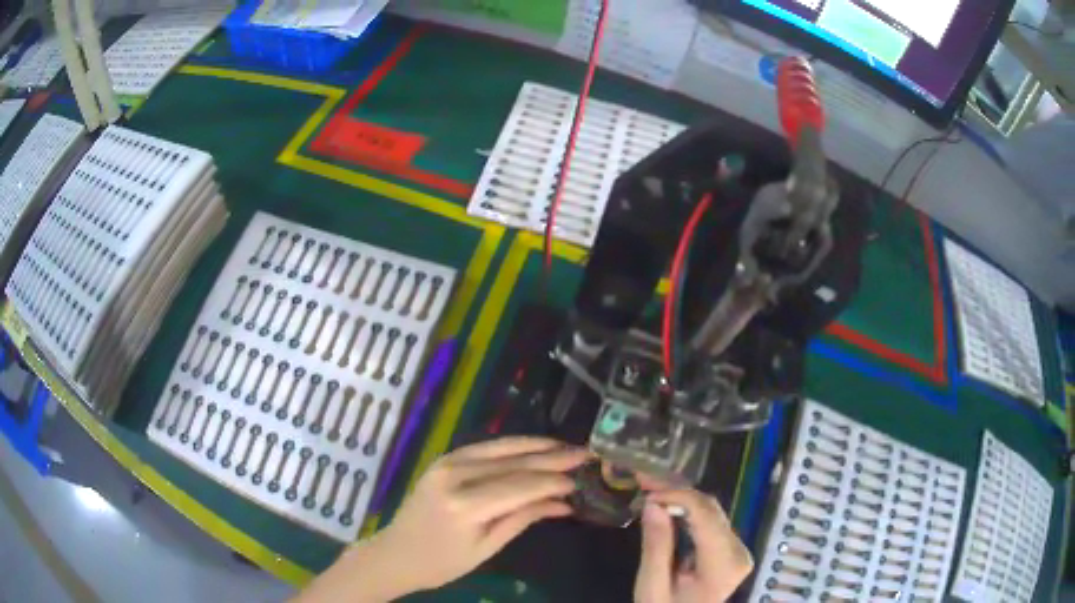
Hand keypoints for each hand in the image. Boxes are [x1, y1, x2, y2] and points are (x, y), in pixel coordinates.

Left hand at [294, 437, 589, 601]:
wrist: (396, 553)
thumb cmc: (442, 563)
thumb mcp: (486, 548)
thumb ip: (523, 519)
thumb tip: (564, 504)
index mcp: (464, 504)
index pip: (520, 486)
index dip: (554, 481)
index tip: (582, 478)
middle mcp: (455, 475)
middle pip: (513, 463)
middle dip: (552, 458)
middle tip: (585, 454)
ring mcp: (447, 462)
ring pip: (501, 448)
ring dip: (536, 446)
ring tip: (566, 446)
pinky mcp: (444, 459)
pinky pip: (486, 448)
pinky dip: (513, 446)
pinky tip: (534, 447)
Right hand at [634, 487, 753, 602]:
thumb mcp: (652, 585)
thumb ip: (656, 546)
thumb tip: (653, 503)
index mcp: (724, 564)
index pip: (705, 515)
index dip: (677, 495)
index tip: (646, 491)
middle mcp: (739, 551)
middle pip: (710, 509)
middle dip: (677, 492)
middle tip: (644, 482)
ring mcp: (738, 548)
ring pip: (711, 510)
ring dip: (681, 498)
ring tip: (651, 490)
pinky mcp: (731, 548)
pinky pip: (711, 520)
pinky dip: (688, 510)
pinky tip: (668, 505)